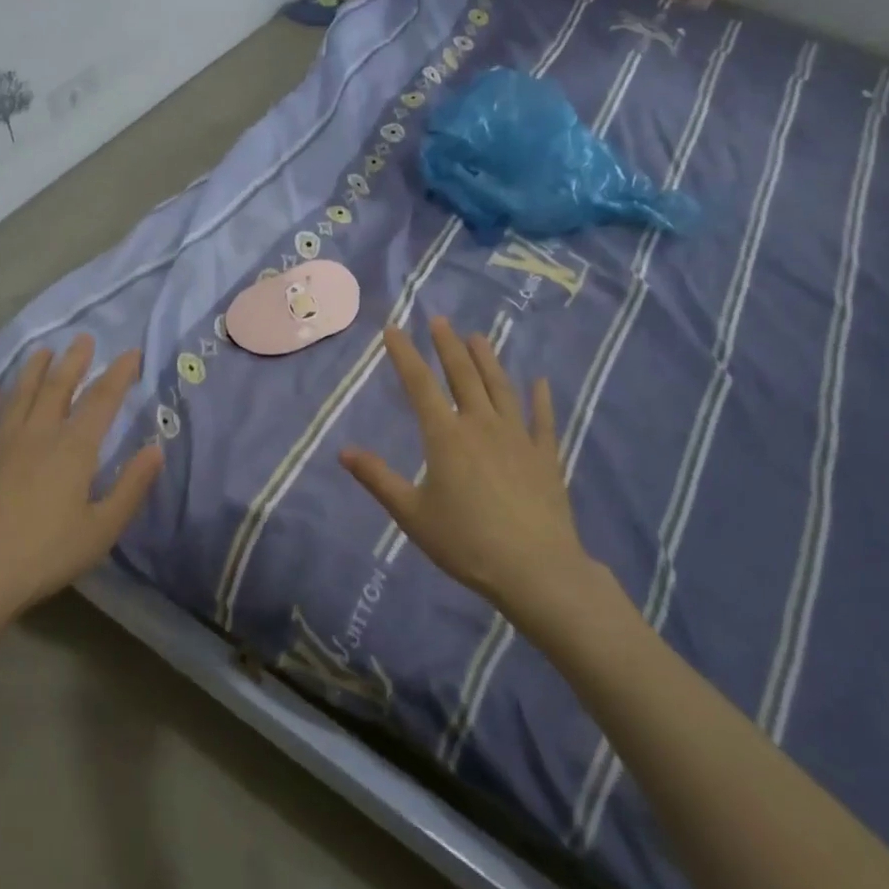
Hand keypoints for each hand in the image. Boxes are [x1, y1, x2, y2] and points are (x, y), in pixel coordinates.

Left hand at [0, 335, 162, 628]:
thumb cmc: (45, 555)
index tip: (131, 353)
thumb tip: (157, 449)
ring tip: (43, 351)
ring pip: (20, 394)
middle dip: (74, 360)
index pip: (102, 400)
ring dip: (33, 369)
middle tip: (84, 338)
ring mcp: (1, 444)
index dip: (119, 374)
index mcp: (74, 449)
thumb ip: (131, 487)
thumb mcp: (101, 530)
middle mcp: (38, 434)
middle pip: (58, 386)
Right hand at [341, 317, 599, 635]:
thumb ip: (378, 479)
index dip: (405, 354)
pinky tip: (540, 381)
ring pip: (500, 388)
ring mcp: (517, 437)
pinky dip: (540, 398)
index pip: (420, 385)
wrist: (535, 569)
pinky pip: (542, 419)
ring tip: (478, 337)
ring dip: (488, 360)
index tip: (394, 329)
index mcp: (446, 436)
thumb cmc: (466, 542)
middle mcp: (481, 425)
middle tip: (440, 320)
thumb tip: (343, 452)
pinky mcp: (545, 455)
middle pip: (463, 375)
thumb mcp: (411, 514)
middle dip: (448, 346)